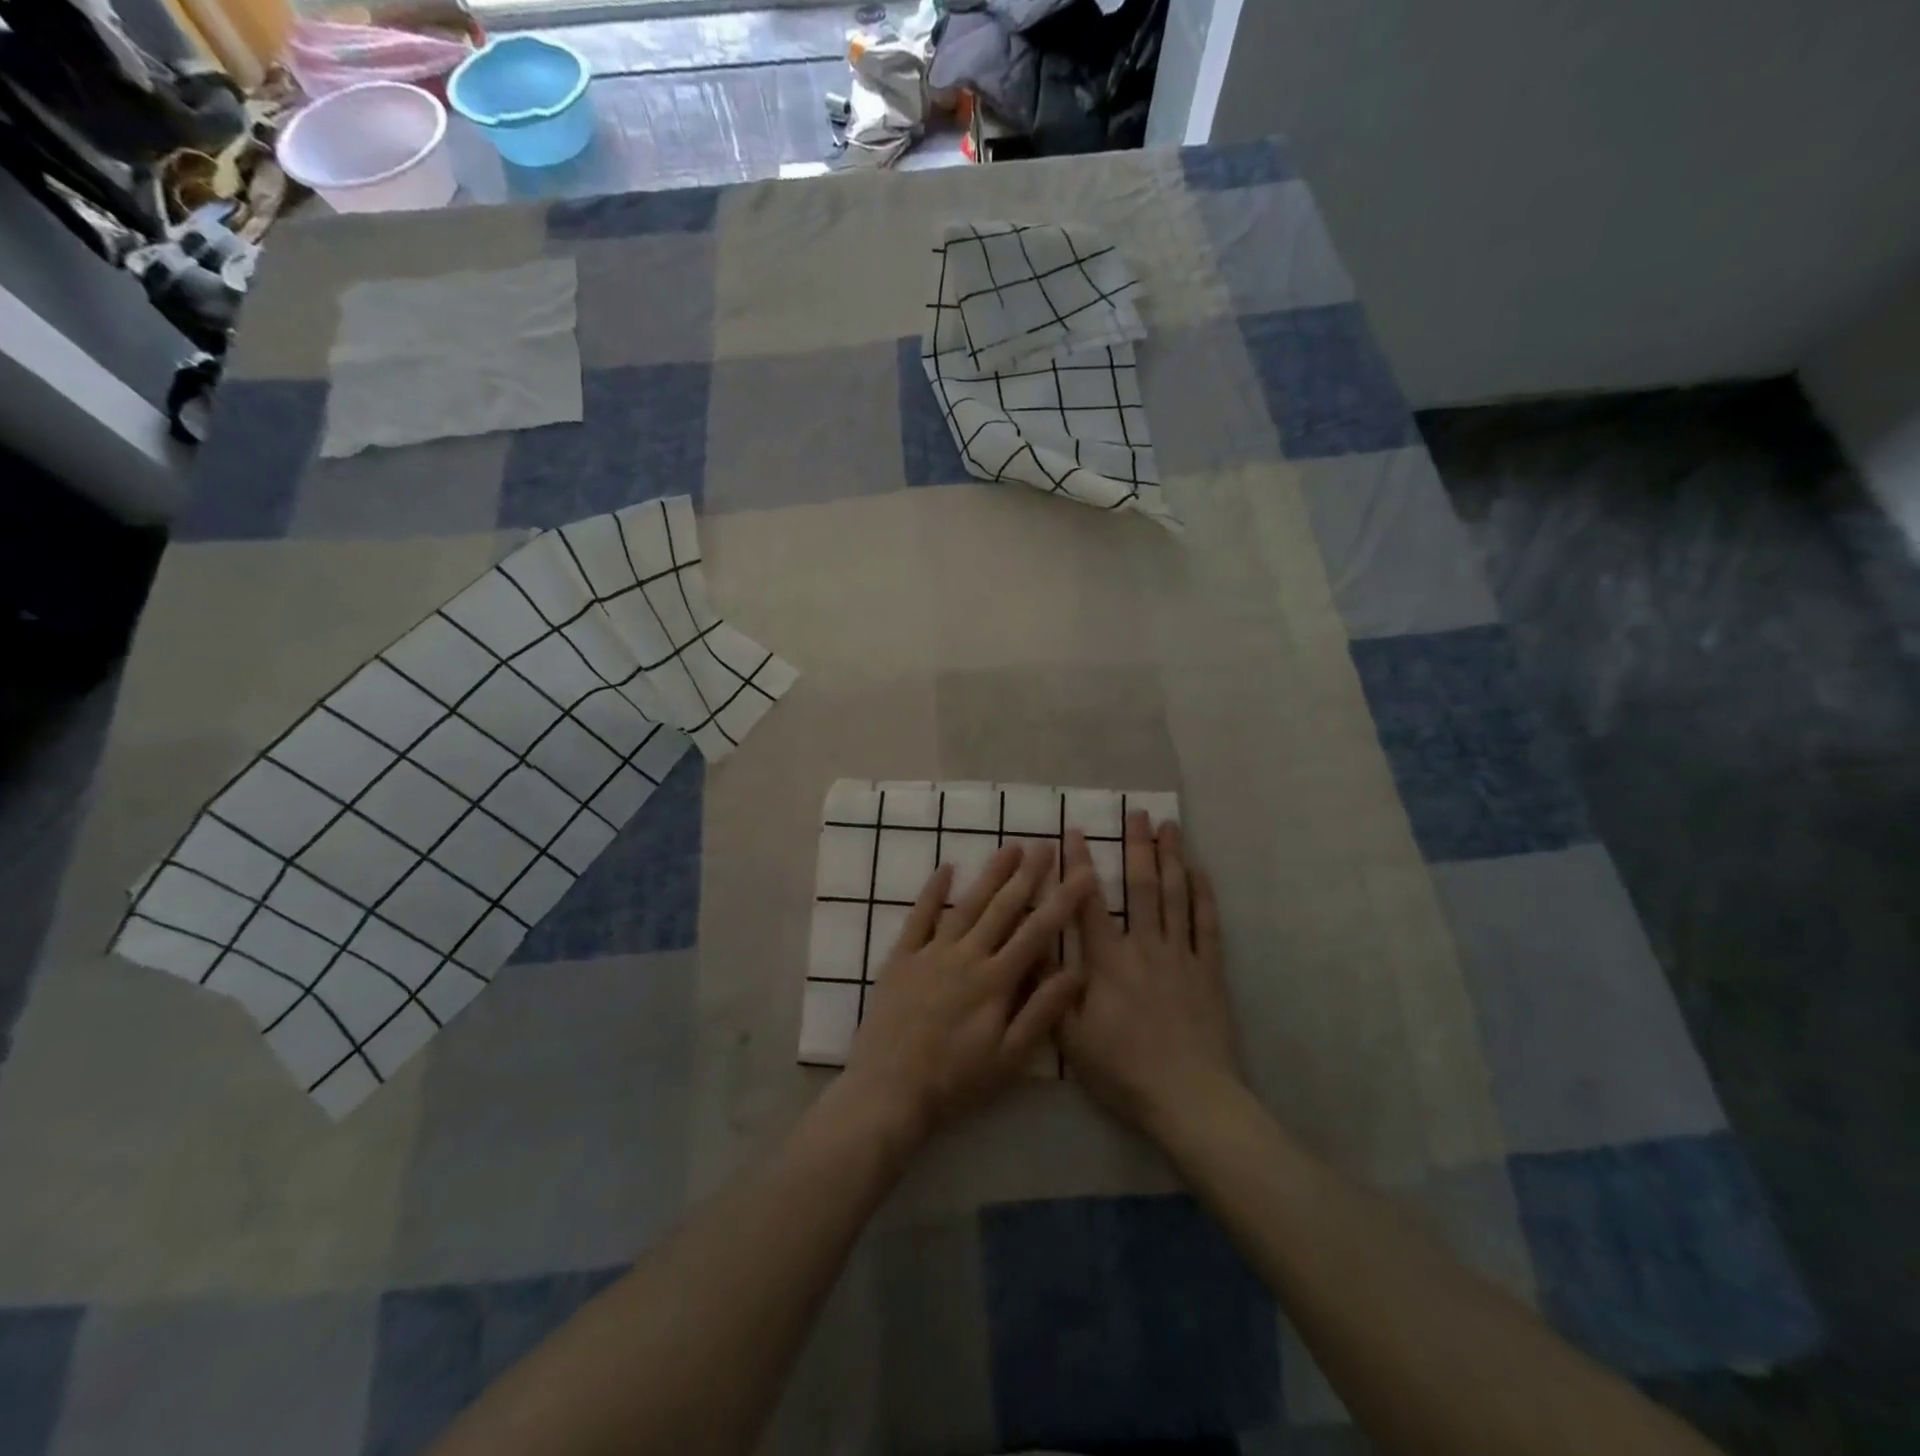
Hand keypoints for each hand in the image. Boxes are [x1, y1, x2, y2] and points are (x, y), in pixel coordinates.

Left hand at [840, 843, 1096, 1148]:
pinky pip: (920, 916)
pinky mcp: (902, 957)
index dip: (1063, 901)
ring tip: (1010, 847)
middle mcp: (967, 956)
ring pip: (967, 905)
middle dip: (1028, 875)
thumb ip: (1042, 1012)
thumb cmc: (955, 1080)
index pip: (1038, 932)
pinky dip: (934, 891)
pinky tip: (947, 867)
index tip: (1083, 873)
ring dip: (990, 874)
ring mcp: (931, 952)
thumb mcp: (1009, 1058)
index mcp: (996, 980)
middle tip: (1046, 844)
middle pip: (1003, 908)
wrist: (888, 1090)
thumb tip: (1077, 971)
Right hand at [1060, 812, 1242, 1142]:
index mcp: (1107, 961)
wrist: (1188, 1097)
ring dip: (1171, 858)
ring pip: (1175, 896)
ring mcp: (1180, 955)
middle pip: (1140, 886)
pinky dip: (1203, 895)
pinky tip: (1199, 872)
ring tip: (1170, 826)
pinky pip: (1207, 924)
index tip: (1076, 832)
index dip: (1080, 866)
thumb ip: (1053, 989)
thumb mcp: (1072, 1037)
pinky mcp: (1208, 970)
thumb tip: (1032, 948)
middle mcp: (1144, 947)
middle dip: (1137, 846)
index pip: (1088, 903)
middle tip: (1137, 813)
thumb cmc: (1123, 1070)